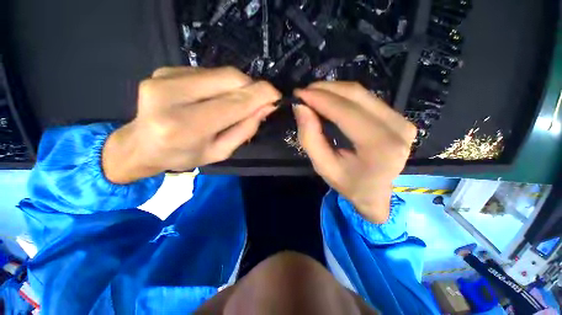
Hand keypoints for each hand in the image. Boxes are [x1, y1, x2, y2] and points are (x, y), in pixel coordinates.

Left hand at [103, 67, 280, 183]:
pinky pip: (207, 72)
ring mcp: (164, 77)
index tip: (276, 96)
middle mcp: (171, 95)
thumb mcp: (221, 152)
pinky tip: (216, 97)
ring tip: (237, 102)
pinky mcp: (165, 70)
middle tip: (259, 100)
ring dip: (238, 86)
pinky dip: (221, 84)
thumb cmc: (184, 155)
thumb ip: (245, 130)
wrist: (141, 145)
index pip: (234, 103)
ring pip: (220, 72)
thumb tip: (266, 107)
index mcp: (185, 126)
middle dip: (252, 88)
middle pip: (229, 79)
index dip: (260, 96)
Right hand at [293, 82, 416, 223]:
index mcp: (380, 147)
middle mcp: (397, 129)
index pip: (346, 112)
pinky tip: (329, 100)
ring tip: (313, 95)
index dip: (320, 99)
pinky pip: (367, 98)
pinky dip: (344, 96)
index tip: (298, 94)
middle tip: (304, 92)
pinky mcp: (400, 117)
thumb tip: (301, 107)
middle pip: (355, 95)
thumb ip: (310, 137)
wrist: (377, 193)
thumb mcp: (323, 166)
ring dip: (333, 90)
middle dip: (324, 90)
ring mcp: (402, 120)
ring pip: (361, 93)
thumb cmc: (348, 184)